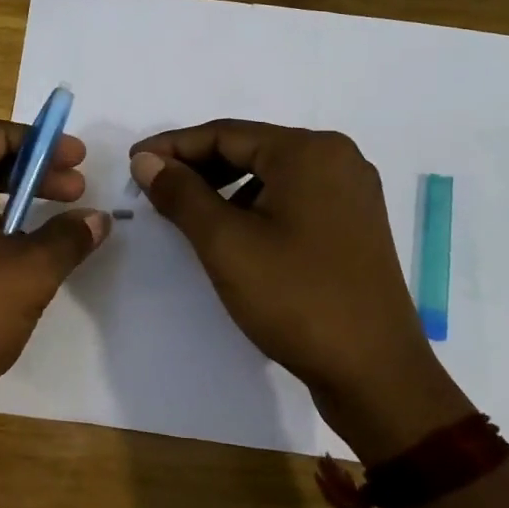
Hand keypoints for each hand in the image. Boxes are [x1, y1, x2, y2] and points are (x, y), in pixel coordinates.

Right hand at [130, 121, 469, 458]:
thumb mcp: (225, 243)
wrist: (375, 373)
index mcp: (309, 151)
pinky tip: (230, 234)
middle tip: (153, 187)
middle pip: (250, 149)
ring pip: (270, 176)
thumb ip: (181, 193)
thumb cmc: (296, 298)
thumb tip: (147, 161)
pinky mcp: (353, 225)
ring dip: (223, 189)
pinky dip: (253, 207)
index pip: (225, 133)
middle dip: (197, 167)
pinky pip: (291, 199)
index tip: (133, 163)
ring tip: (185, 214)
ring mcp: (351, 194)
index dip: (173, 147)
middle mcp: (337, 159)